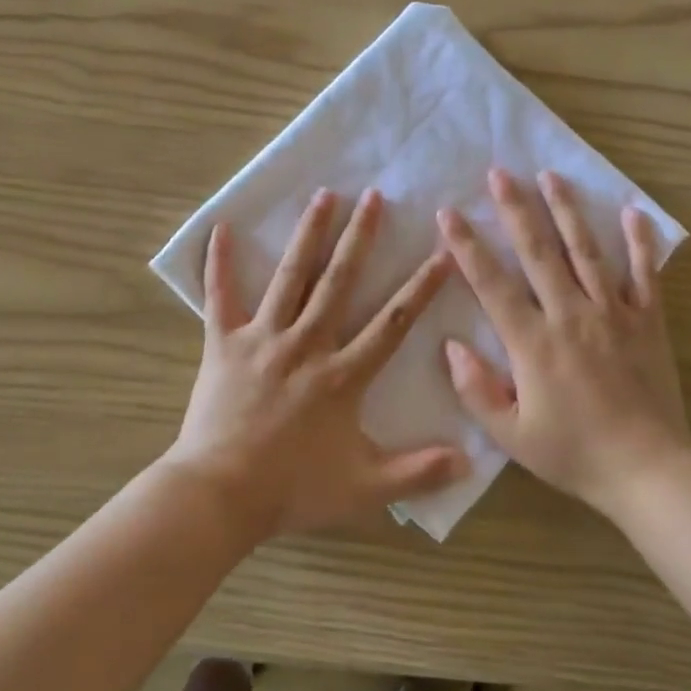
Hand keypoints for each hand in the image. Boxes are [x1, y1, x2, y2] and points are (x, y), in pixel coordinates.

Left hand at [165, 188, 468, 541]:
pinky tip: (222, 228)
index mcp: (342, 375)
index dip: (421, 287)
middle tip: (374, 196)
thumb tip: (470, 460)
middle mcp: (307, 344)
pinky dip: (219, 263)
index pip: (393, 323)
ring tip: (323, 195)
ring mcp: (263, 338)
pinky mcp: (224, 344)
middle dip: (360, 238)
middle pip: (339, 282)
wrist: (219, 495)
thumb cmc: (292, 489)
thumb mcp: (365, 488)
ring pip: (290, 277)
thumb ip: (418, 472)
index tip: (443, 252)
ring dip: (308, 234)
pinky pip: (220, 297)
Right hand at [438, 168, 690, 517]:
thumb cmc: (574, 454)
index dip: (467, 246)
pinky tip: (632, 212)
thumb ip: (476, 389)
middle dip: (515, 209)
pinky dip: (640, 242)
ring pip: (586, 251)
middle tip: (498, 172)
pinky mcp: (648, 321)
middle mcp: (571, 315)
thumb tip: (450, 345)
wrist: (648, 471)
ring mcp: (613, 313)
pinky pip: (644, 274)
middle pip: (538, 252)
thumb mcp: (511, 435)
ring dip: (566, 210)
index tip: (449, 213)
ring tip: (551, 175)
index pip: (492, 284)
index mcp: (533, 343)